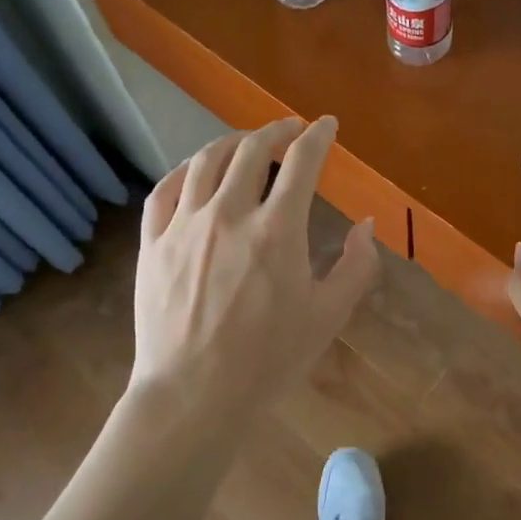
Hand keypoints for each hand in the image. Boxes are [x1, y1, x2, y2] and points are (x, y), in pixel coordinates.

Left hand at [128, 117, 378, 427]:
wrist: (193, 395)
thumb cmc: (268, 359)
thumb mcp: (328, 315)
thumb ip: (357, 265)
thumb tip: (367, 225)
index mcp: (278, 228)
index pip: (302, 161)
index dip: (318, 136)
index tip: (326, 124)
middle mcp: (229, 213)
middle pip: (252, 149)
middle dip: (276, 129)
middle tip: (289, 129)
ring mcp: (185, 225)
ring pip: (206, 161)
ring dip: (232, 142)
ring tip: (246, 142)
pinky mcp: (153, 243)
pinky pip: (166, 189)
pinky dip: (186, 170)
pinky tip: (196, 171)